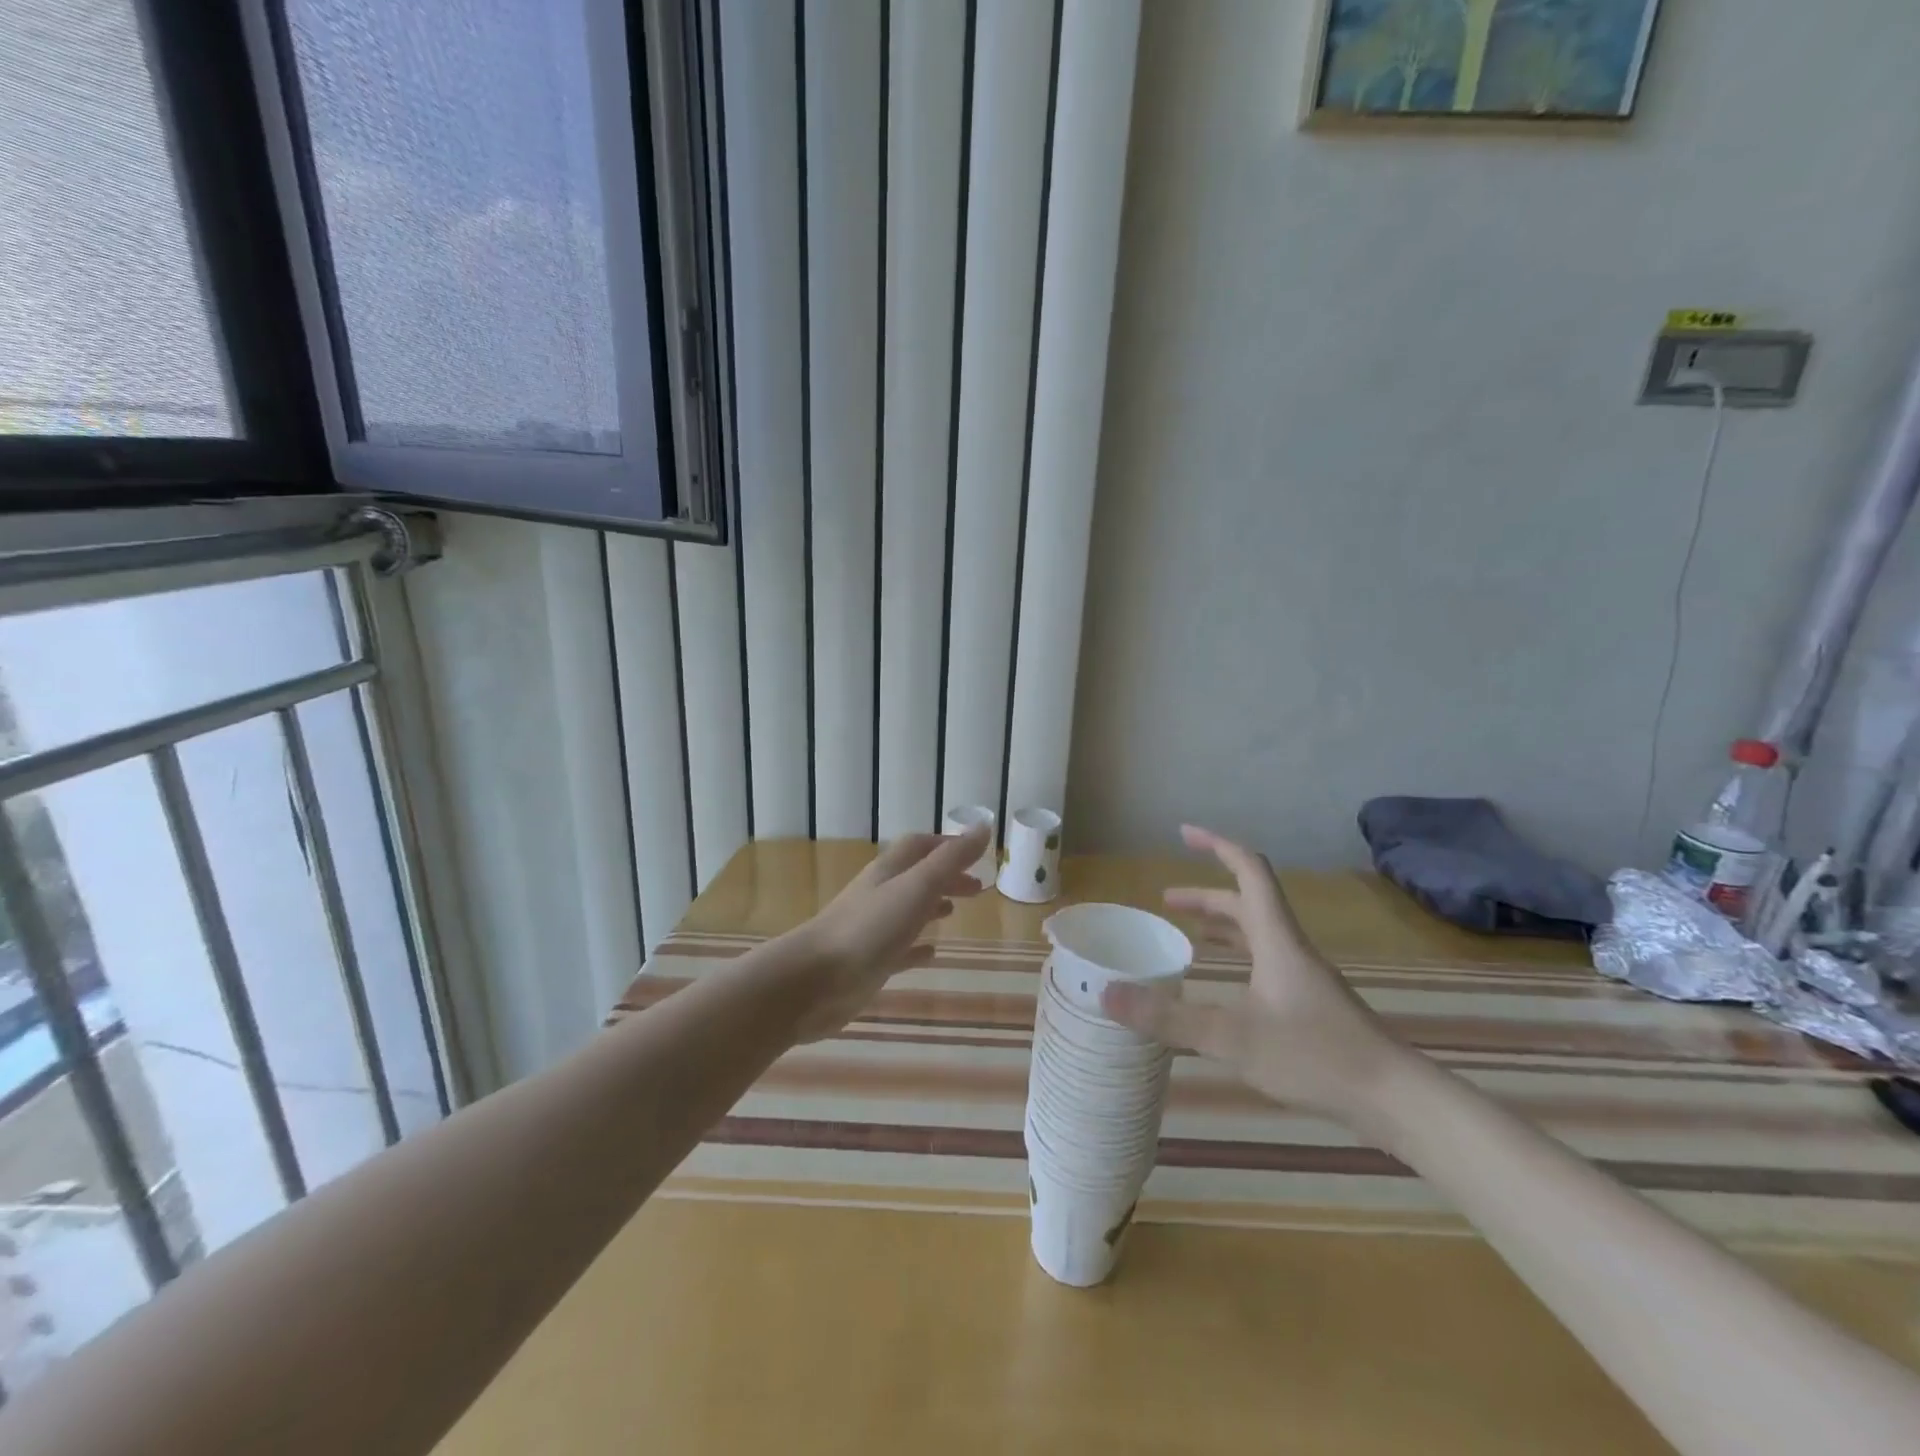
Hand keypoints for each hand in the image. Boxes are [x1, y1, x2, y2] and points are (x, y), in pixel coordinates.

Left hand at [784, 827, 989, 1039]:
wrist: (814, 981)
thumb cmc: (869, 928)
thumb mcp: (916, 887)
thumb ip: (950, 859)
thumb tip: (984, 826)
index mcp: (889, 871)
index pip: (919, 846)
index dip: (948, 845)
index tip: (977, 853)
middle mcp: (879, 894)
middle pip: (915, 877)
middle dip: (945, 877)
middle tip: (977, 889)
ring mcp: (871, 929)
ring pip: (906, 911)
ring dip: (931, 907)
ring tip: (954, 913)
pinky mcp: (868, 962)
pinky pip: (898, 949)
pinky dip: (917, 947)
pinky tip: (930, 954)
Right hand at [1100, 825, 1407, 1120]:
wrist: (1395, 1099)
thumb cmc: (1315, 1056)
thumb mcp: (1232, 1038)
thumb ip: (1168, 1017)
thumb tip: (1107, 994)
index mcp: (1275, 938)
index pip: (1248, 872)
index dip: (1217, 846)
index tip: (1184, 833)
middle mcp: (1290, 948)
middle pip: (1247, 903)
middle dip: (1206, 896)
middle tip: (1166, 903)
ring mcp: (1304, 976)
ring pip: (1258, 933)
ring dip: (1222, 925)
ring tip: (1188, 935)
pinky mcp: (1312, 1003)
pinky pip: (1266, 961)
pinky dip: (1238, 957)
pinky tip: (1226, 987)